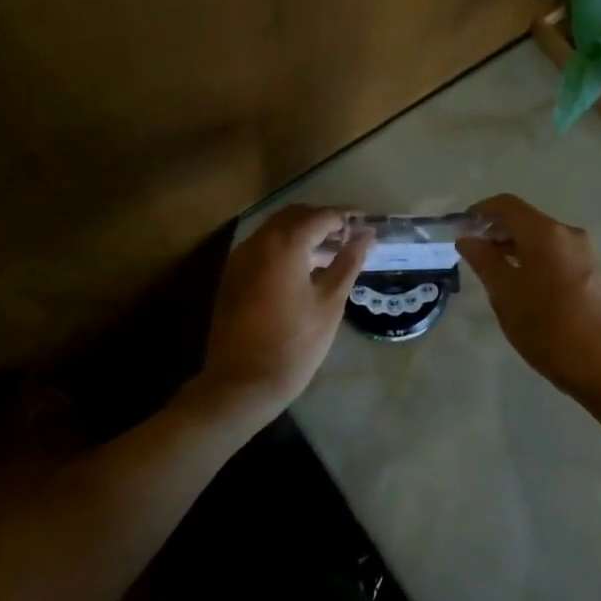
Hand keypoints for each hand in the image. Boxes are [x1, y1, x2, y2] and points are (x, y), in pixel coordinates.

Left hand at [188, 205, 371, 430]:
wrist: (241, 384)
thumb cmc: (294, 345)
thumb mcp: (329, 304)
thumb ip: (348, 263)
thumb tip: (366, 235)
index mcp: (284, 245)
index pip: (320, 216)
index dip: (346, 217)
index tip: (368, 224)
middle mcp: (258, 242)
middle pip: (295, 216)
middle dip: (323, 220)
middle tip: (351, 237)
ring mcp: (240, 258)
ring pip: (276, 230)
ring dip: (303, 233)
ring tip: (332, 253)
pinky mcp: (232, 275)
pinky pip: (262, 247)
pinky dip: (285, 247)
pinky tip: (305, 269)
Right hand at [458, 194, 600, 398]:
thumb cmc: (546, 327)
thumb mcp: (504, 293)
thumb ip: (483, 260)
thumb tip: (467, 238)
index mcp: (545, 233)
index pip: (507, 205)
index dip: (481, 211)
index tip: (462, 227)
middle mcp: (569, 234)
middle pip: (527, 220)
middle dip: (499, 231)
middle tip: (475, 252)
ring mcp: (587, 254)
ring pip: (544, 240)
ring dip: (518, 247)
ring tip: (497, 271)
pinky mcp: (597, 274)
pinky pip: (560, 256)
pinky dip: (538, 260)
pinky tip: (528, 287)